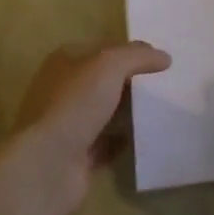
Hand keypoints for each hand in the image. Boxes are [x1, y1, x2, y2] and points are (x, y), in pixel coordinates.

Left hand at [8, 42, 170, 214]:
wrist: (47, 165)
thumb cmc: (74, 104)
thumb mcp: (109, 65)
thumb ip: (138, 56)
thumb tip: (164, 57)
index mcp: (65, 62)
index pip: (102, 48)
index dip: (130, 51)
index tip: (160, 60)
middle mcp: (63, 90)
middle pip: (104, 81)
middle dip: (131, 82)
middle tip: (166, 84)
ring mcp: (68, 125)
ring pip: (105, 112)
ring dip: (128, 112)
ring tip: (162, 109)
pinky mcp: (76, 156)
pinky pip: (106, 144)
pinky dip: (123, 141)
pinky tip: (146, 138)